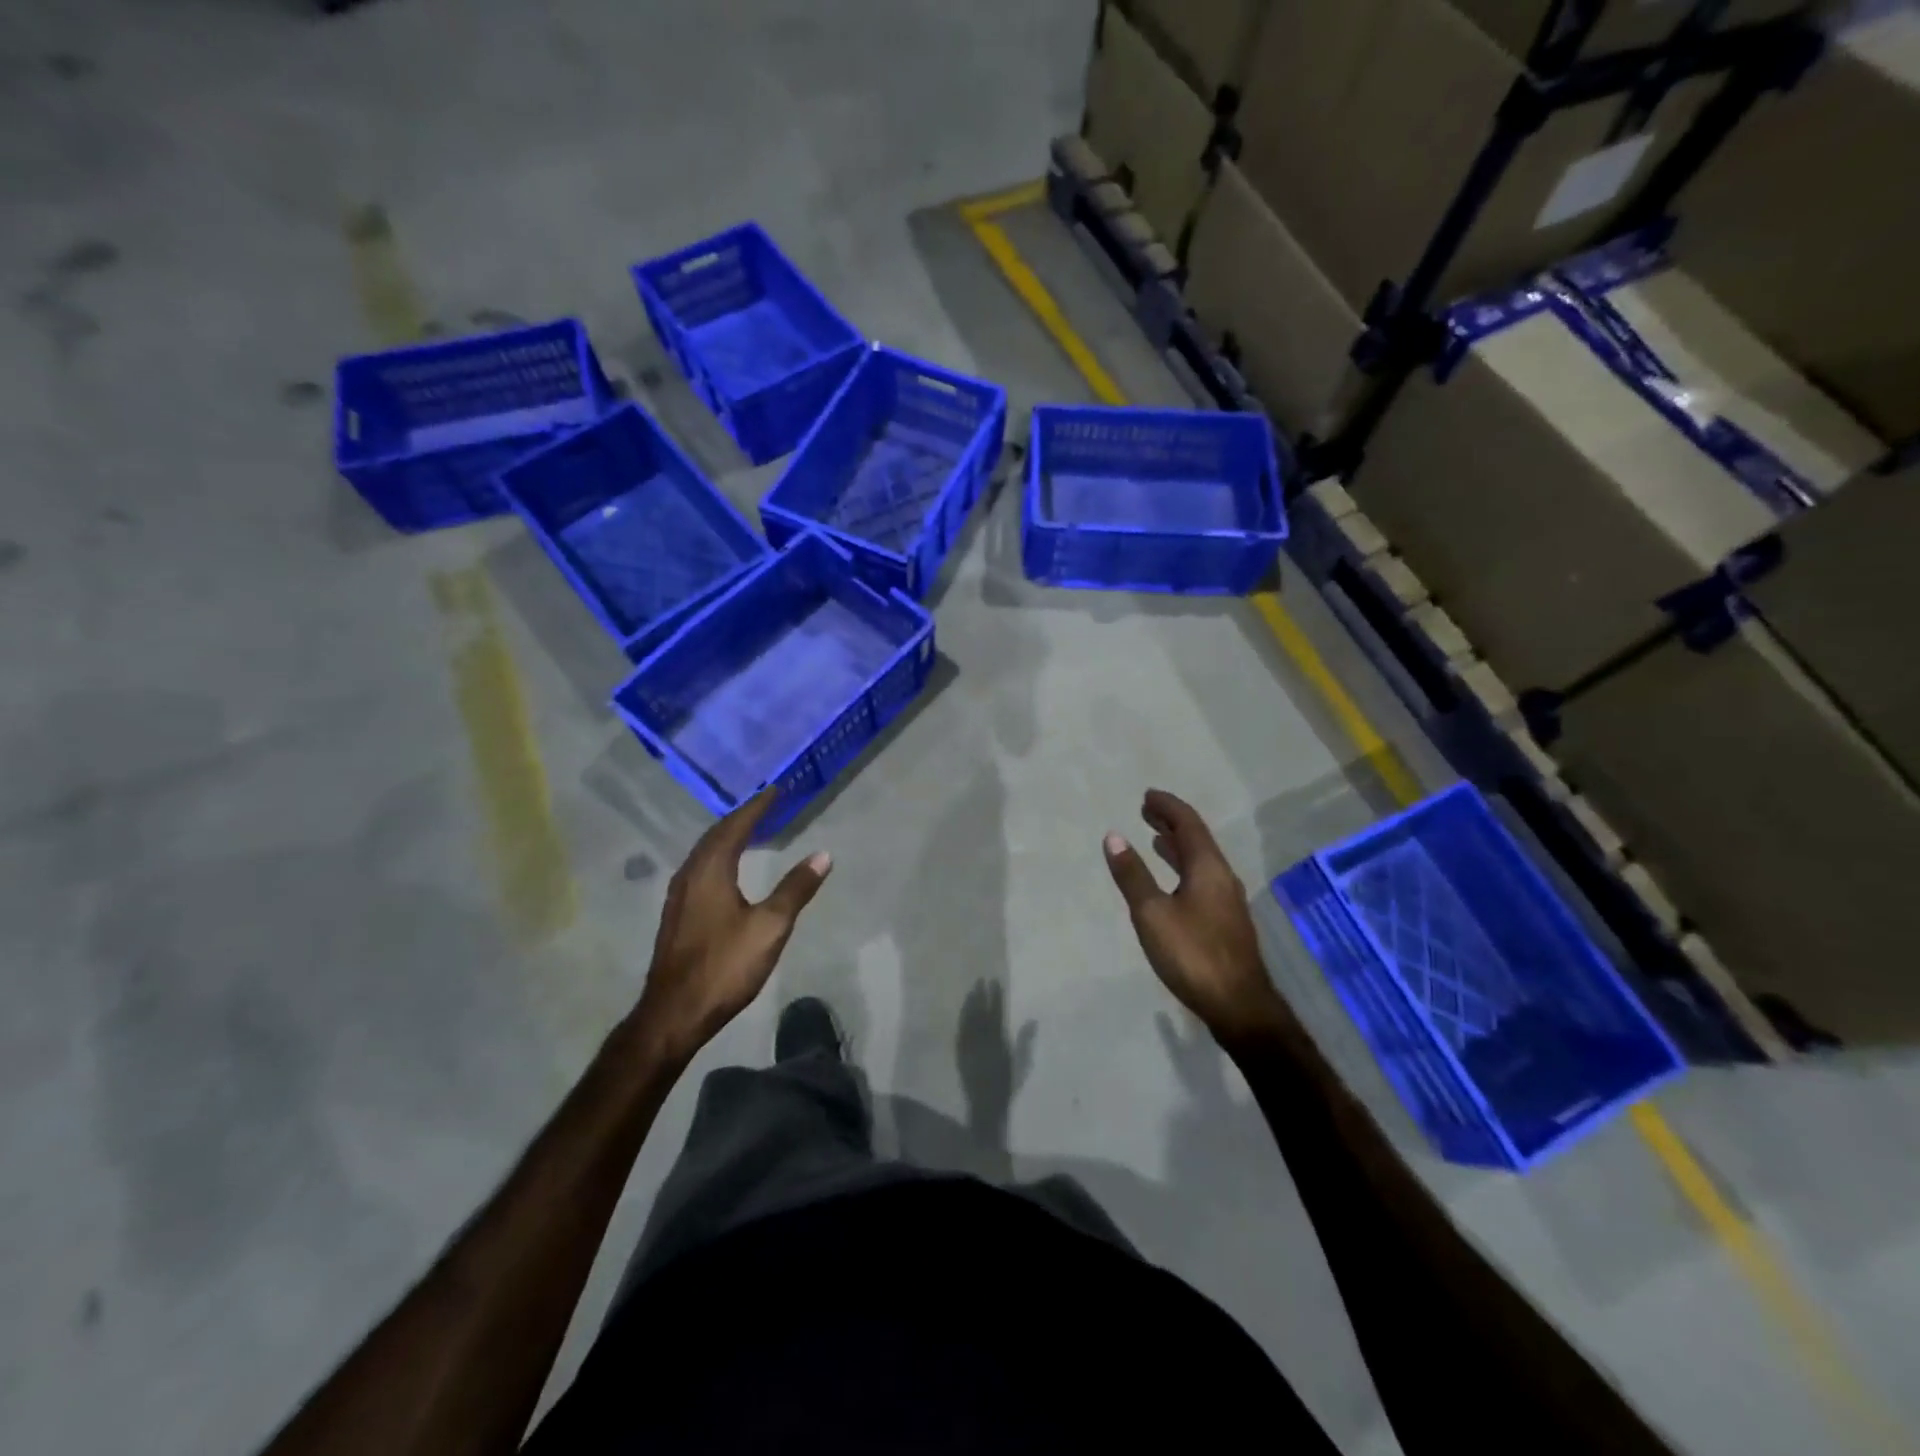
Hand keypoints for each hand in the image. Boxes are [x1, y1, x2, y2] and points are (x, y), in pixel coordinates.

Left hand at [635, 789, 831, 1061]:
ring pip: (704, 853)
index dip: (757, 807)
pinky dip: (717, 856)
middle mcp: (690, 875)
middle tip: (765, 805)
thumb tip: (823, 855)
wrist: (674, 1013)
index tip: (776, 790)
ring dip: (726, 836)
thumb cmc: (724, 966)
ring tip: (748, 830)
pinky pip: (699, 869)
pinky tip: (726, 870)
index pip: (736, 826)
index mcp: (711, 871)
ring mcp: (678, 896)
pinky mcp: (676, 915)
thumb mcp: (770, 927)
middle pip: (715, 835)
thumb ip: (796, 888)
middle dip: (741, 817)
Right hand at [1104, 789, 1291, 1048]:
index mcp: (1207, 868)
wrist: (1238, 1005)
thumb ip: (1132, 875)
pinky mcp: (1226, 921)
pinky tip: (1173, 882)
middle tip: (1147, 810)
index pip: (1188, 825)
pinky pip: (1202, 879)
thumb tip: (1114, 836)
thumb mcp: (1152, 913)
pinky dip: (1183, 867)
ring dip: (1178, 846)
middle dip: (1172, 823)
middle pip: (1197, 839)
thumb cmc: (1192, 954)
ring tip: (1155, 839)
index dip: (1168, 807)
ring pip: (1201, 861)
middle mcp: (1222, 877)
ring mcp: (1227, 900)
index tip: (1148, 795)